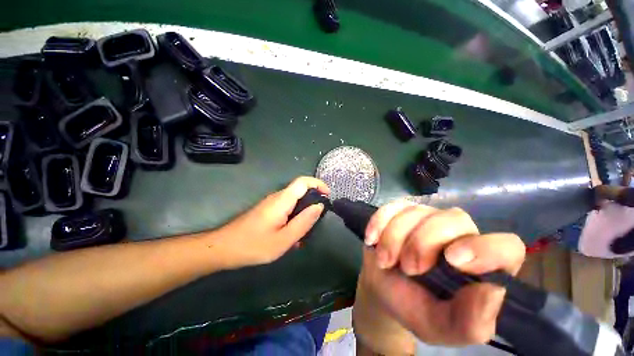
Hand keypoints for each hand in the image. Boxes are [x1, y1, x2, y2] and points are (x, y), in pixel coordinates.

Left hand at [214, 176, 328, 268]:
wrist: (223, 249)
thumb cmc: (253, 245)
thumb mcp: (284, 239)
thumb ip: (304, 221)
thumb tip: (319, 206)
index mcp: (282, 200)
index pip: (303, 181)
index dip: (318, 184)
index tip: (328, 195)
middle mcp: (277, 197)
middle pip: (300, 191)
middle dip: (312, 203)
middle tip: (317, 221)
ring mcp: (271, 204)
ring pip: (294, 202)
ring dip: (303, 214)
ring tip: (304, 234)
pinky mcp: (268, 211)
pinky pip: (286, 210)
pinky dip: (294, 219)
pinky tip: (292, 237)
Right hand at [360, 200, 524, 345]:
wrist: (382, 289)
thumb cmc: (415, 308)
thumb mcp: (441, 327)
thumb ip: (470, 321)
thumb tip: (492, 292)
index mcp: (480, 265)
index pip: (505, 247)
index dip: (486, 249)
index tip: (452, 260)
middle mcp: (457, 234)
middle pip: (452, 219)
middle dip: (422, 243)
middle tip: (406, 268)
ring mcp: (426, 218)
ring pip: (415, 212)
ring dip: (393, 238)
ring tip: (384, 261)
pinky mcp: (400, 211)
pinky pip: (391, 207)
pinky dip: (379, 223)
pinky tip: (372, 239)